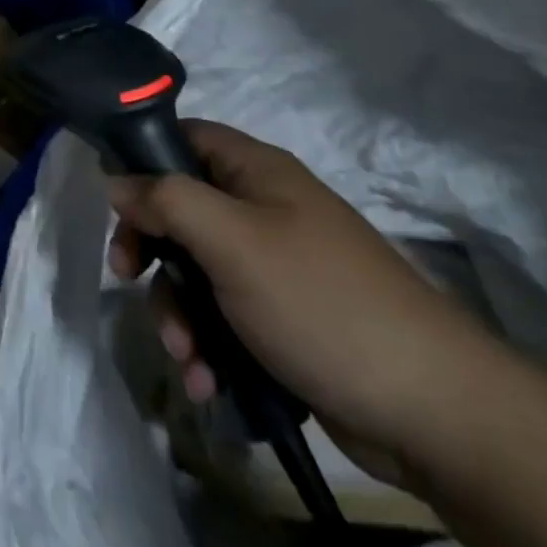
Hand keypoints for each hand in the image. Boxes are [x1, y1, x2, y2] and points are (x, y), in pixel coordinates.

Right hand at [107, 120, 510, 491]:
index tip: (115, 203)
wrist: (431, 409)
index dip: (143, 160)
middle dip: (154, 253)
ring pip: (198, 271)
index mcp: (256, 171)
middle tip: (128, 279)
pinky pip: (225, 316)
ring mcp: (275, 266)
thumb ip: (166, 200)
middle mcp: (263, 208)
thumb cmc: (318, 301)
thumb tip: (117, 180)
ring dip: (178, 312)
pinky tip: (208, 383)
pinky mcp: (284, 319)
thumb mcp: (231, 241)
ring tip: (187, 359)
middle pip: (182, 210)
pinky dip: (208, 344)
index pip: (184, 137)